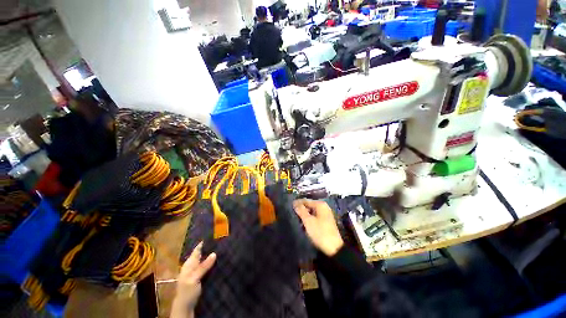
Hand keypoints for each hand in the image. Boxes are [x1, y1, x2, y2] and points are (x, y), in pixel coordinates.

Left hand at [171, 242, 215, 317]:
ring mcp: (196, 271)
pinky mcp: (200, 277)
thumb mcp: (194, 279)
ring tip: (223, 248)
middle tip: (222, 240)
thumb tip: (214, 253)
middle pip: (202, 254)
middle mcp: (192, 265)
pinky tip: (219, 261)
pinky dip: (212, 263)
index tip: (214, 235)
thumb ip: (203, 266)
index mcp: (189, 264)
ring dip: (212, 255)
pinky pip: (207, 266)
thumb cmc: (187, 291)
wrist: (185, 307)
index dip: (204, 242)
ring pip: (205, 260)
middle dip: (210, 247)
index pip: (197, 249)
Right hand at [293, 199, 343, 256]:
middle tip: (292, 214)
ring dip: (304, 215)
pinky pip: (315, 217)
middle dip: (301, 210)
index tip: (289, 207)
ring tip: (297, 219)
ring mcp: (325, 214)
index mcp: (320, 204)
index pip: (306, 200)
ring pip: (311, 212)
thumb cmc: (320, 232)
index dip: (297, 203)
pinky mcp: (326, 221)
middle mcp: (324, 207)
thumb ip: (301, 211)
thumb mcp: (308, 221)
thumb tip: (295, 203)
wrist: (334, 248)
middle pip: (309, 205)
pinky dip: (309, 219)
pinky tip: (304, 224)